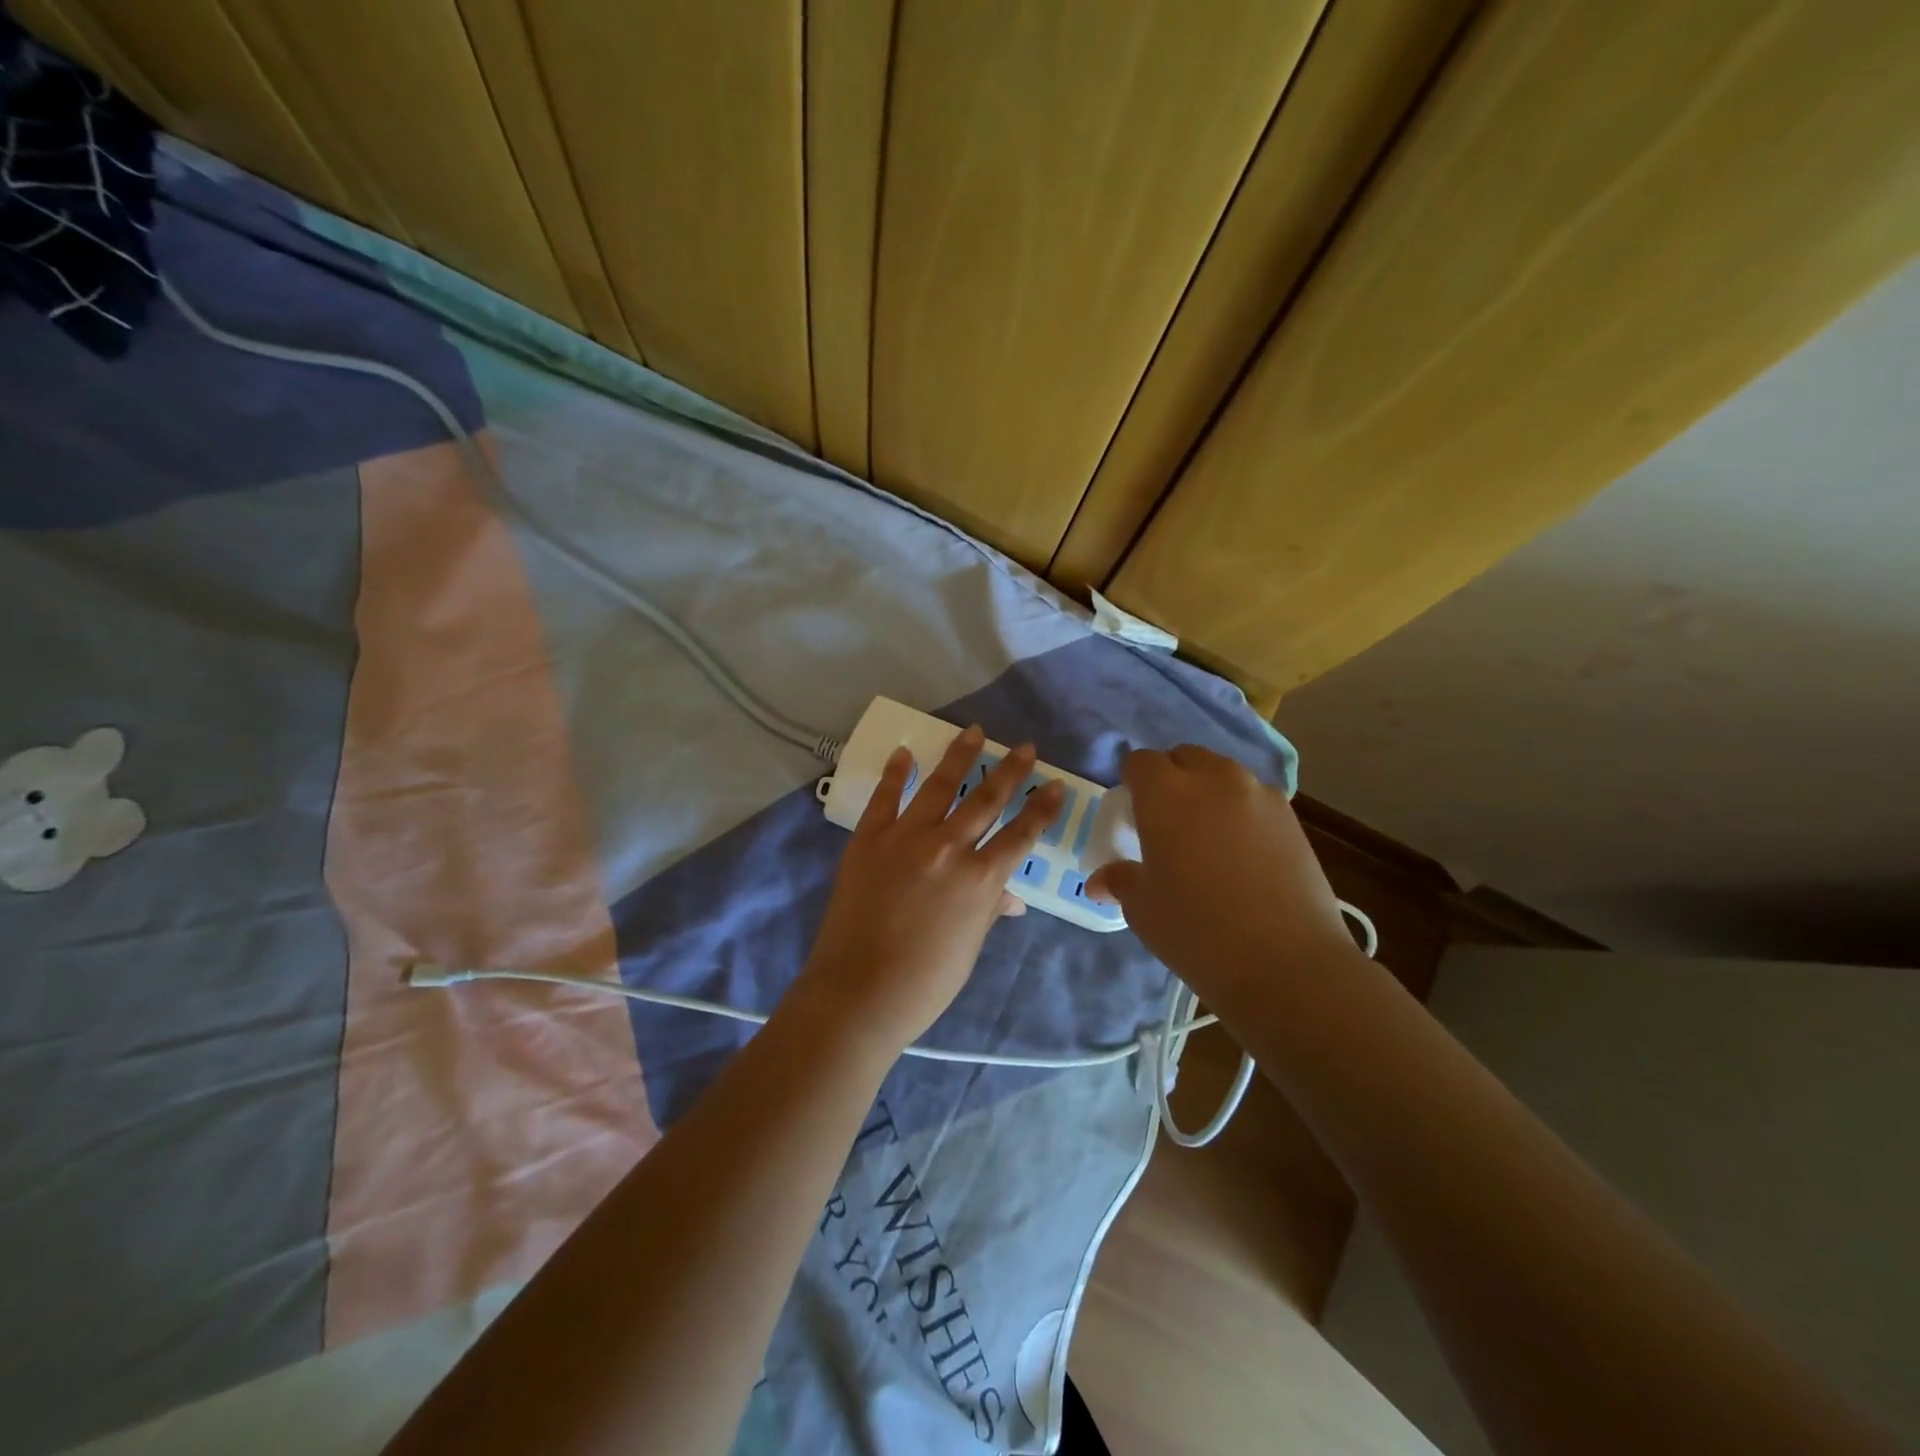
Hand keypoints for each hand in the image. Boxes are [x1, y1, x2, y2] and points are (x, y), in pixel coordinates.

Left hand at [798, 727, 1064, 1054]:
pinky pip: (885, 798)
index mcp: (981, 879)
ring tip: (974, 732)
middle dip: (1011, 771)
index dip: (1042, 808)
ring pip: (941, 786)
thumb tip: (1011, 898)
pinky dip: (896, 774)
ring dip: (960, 756)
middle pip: (987, 799)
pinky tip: (905, 753)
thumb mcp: (969, 946)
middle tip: (1026, 747)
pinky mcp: (869, 839)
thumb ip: (989, 910)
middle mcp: (949, 848)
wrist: (859, 992)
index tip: (1055, 785)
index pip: (1022, 834)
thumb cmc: (925, 982)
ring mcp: (906, 838)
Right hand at [1086, 745, 1358, 1005]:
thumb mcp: (1143, 909)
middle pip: (1184, 757)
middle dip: (1171, 777)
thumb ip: (1120, 881)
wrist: (1286, 964)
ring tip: (1207, 835)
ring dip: (1208, 790)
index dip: (1133, 782)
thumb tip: (1100, 881)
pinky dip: (1241, 811)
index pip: (1141, 761)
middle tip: (1166, 821)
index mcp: (1165, 793)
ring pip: (1223, 774)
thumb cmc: (1197, 931)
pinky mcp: (1291, 817)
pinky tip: (1242, 853)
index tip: (1132, 811)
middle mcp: (1213, 779)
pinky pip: (1254, 798)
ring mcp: (1259, 794)